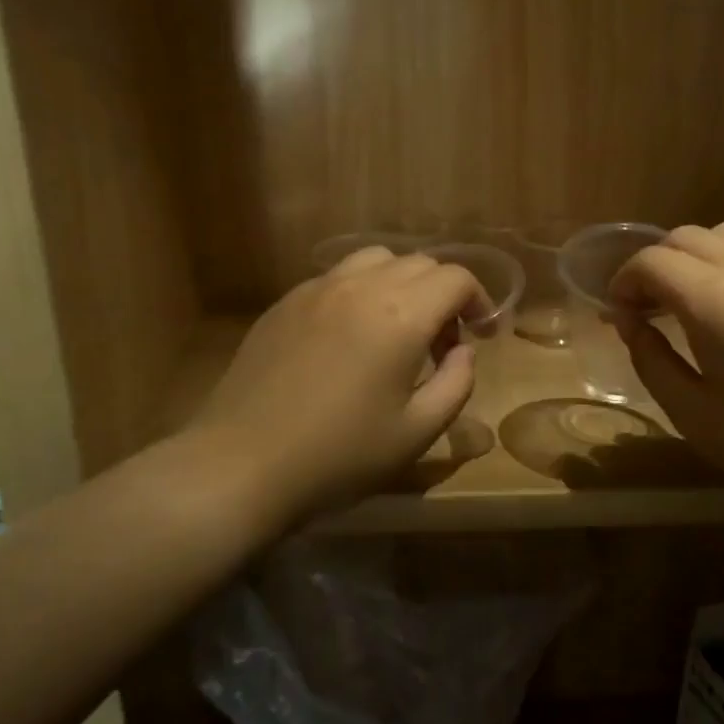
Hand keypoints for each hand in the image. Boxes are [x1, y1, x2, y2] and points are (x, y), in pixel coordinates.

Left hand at [189, 248, 486, 518]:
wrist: (243, 463)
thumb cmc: (339, 456)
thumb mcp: (416, 432)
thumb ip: (455, 383)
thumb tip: (463, 351)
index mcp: (400, 315)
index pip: (455, 279)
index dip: (479, 301)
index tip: (480, 334)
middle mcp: (360, 286)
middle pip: (419, 263)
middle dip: (442, 295)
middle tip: (441, 343)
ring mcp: (316, 289)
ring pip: (376, 260)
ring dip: (401, 284)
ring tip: (396, 328)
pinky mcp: (285, 301)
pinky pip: (337, 278)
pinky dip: (361, 292)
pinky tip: (350, 336)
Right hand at [608, 222, 723, 507]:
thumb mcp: (694, 415)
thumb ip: (651, 360)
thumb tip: (628, 322)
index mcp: (717, 303)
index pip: (652, 261)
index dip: (623, 281)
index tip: (618, 313)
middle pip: (686, 237)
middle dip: (654, 264)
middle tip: (647, 308)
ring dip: (695, 255)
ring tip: (691, 299)